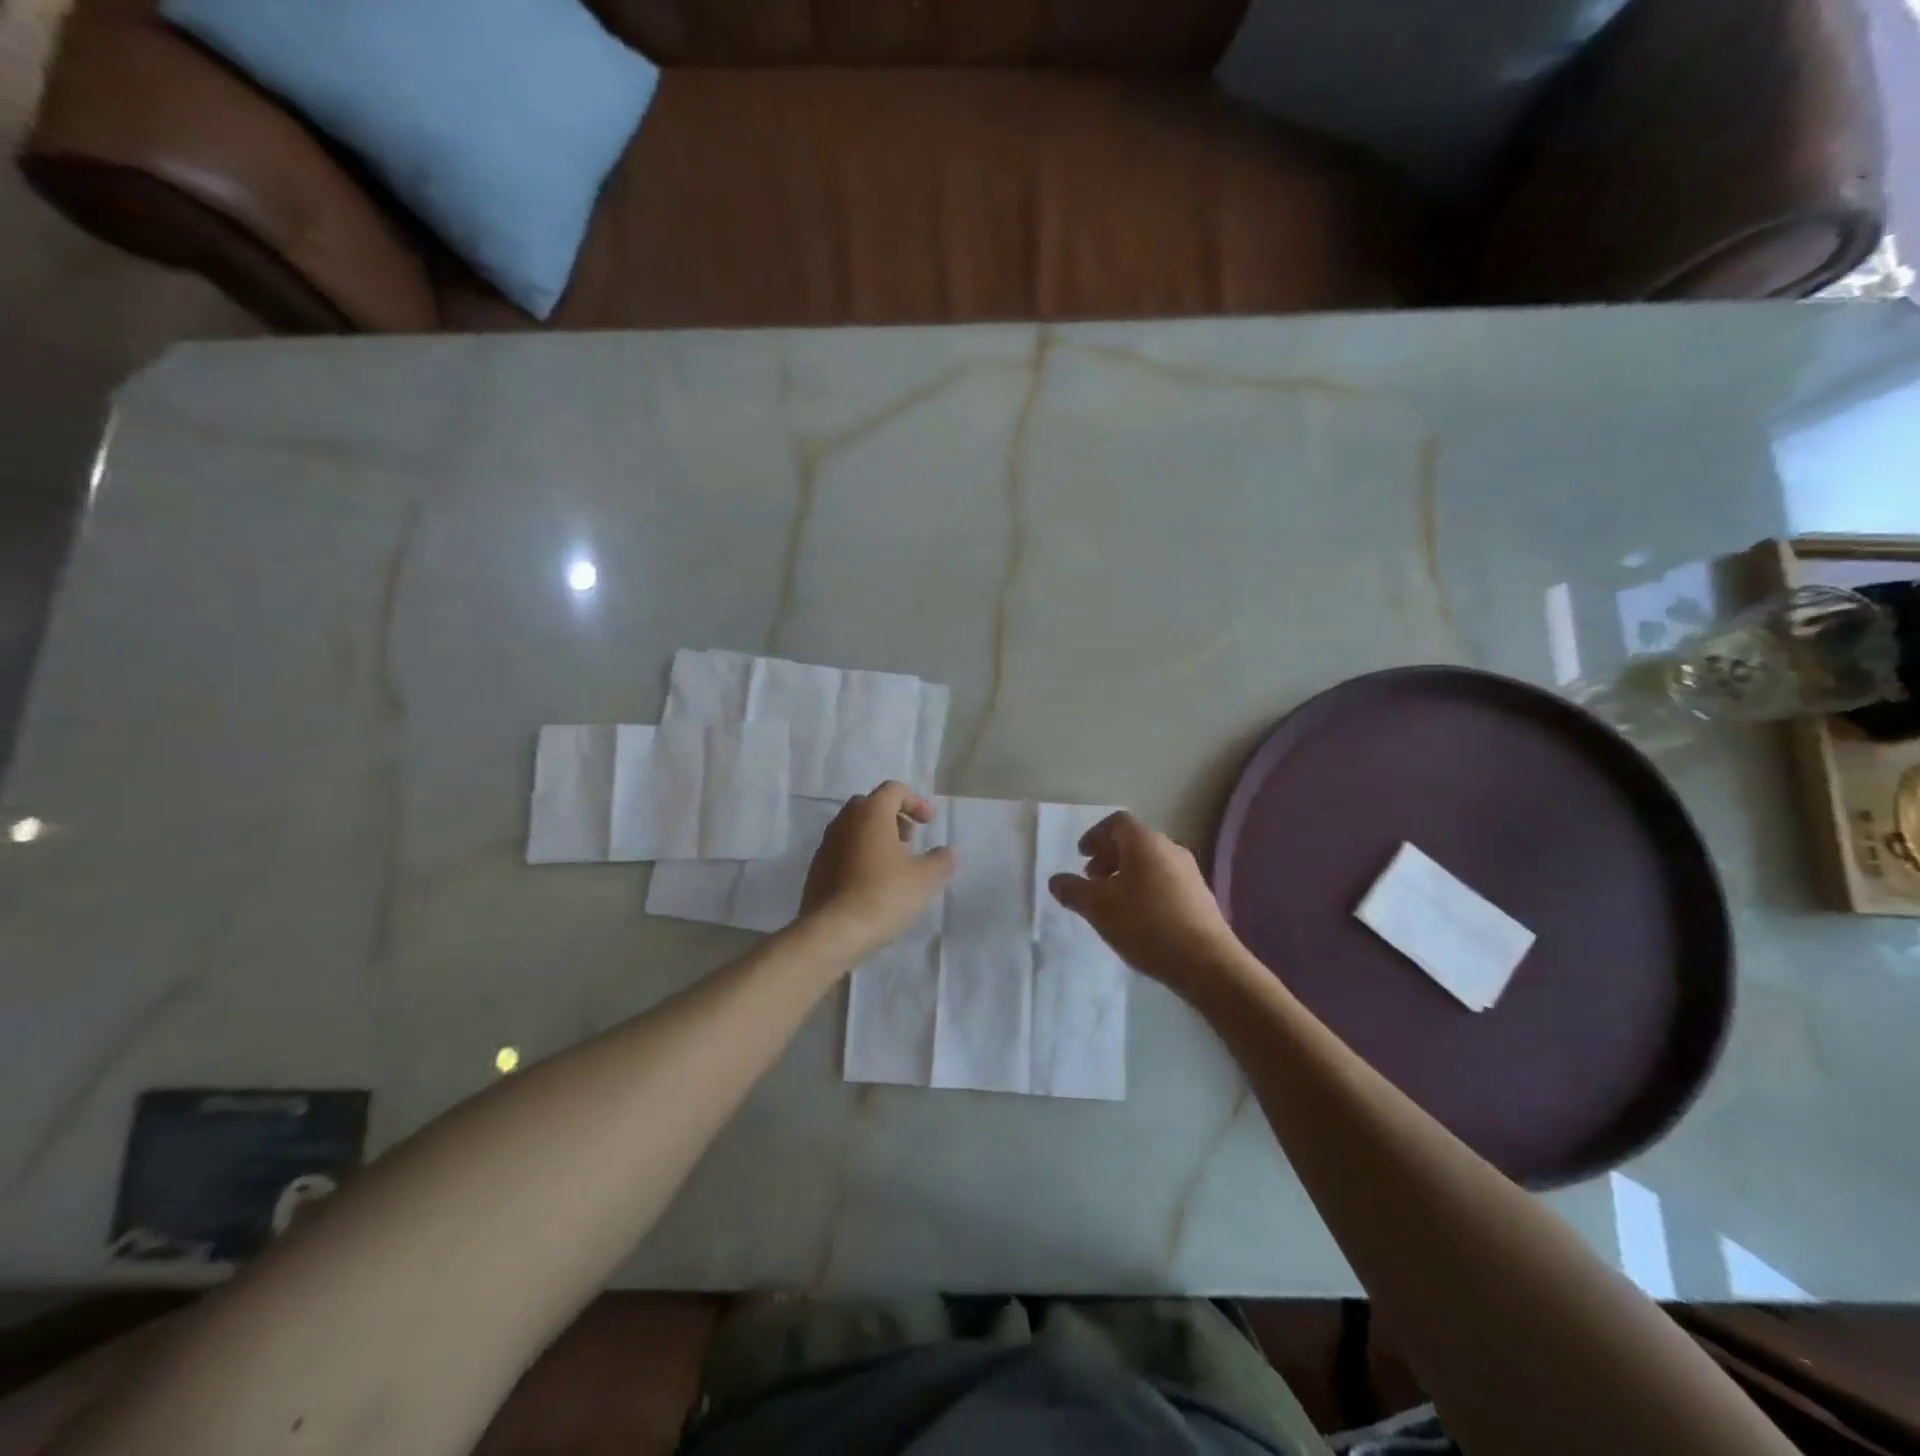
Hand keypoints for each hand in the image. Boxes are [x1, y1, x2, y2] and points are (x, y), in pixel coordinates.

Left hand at [801, 782, 954, 957]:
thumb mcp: (925, 879)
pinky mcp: (817, 868)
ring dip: (877, 837)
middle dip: (895, 818)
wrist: (832, 932)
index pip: (894, 790)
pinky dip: (860, 855)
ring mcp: (826, 844)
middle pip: (872, 805)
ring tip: (894, 866)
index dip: (916, 802)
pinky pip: (843, 850)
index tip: (929, 824)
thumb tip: (947, 852)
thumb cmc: (884, 895)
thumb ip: (941, 860)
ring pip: (855, 828)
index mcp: (871, 813)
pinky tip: (872, 884)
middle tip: (911, 842)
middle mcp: (845, 821)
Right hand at [1048, 811, 1243, 992]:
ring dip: (1126, 874)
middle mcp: (1170, 848)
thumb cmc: (1146, 925)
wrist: (1207, 962)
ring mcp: (1189, 872)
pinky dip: (1145, 888)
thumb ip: (1073, 891)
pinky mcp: (1200, 896)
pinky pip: (1165, 880)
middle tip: (1092, 880)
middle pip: (1133, 841)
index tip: (1081, 856)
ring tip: (1112, 903)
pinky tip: (1138, 918)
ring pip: (1150, 862)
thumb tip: (1056, 880)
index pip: (1116, 823)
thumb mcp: (1098, 908)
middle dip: (1108, 857)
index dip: (1094, 836)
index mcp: (1144, 842)